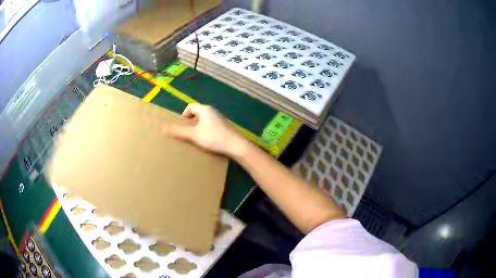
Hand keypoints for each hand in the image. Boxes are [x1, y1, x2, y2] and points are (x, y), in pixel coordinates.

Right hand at [168, 104, 247, 156]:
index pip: (190, 107)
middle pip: (197, 113)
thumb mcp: (194, 135)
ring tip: (195, 139)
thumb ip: (179, 131)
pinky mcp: (224, 127)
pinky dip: (206, 132)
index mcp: (205, 109)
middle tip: (186, 134)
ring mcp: (220, 119)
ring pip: (204, 121)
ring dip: (198, 128)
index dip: (183, 115)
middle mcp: (213, 111)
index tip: (181, 127)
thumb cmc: (214, 138)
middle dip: (190, 123)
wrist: (236, 146)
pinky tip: (206, 142)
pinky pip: (211, 126)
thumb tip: (163, 128)